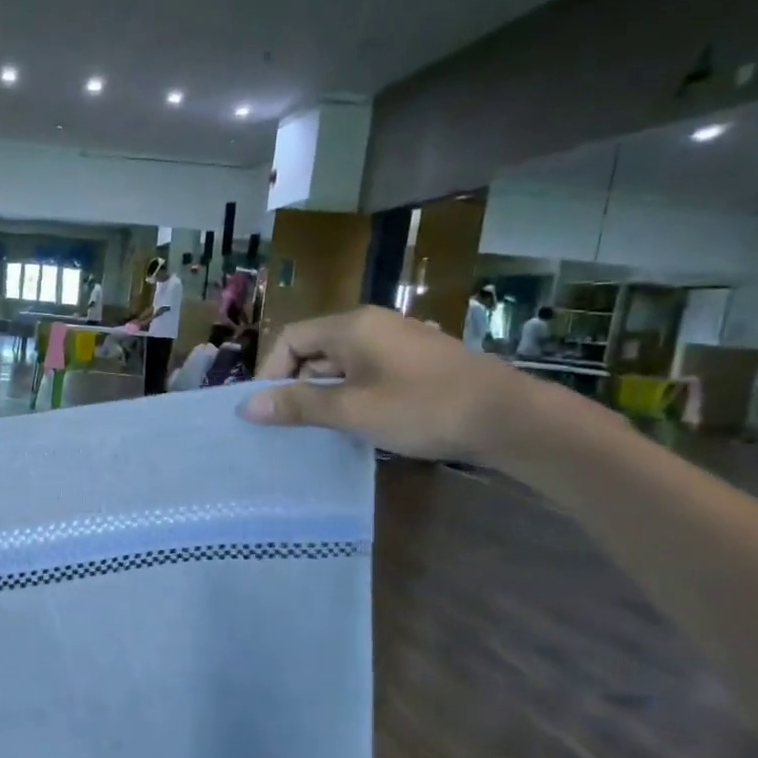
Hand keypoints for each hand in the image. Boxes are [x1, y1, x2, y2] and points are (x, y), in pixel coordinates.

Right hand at [244, 306, 578, 464]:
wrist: (510, 419)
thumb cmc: (423, 408)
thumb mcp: (353, 410)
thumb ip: (299, 406)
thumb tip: (247, 407)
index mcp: (352, 326)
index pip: (290, 339)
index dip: (270, 373)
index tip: (267, 410)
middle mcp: (372, 326)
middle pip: (313, 350)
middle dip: (295, 386)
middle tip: (288, 426)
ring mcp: (397, 343)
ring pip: (340, 365)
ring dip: (323, 395)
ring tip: (317, 431)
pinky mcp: (415, 364)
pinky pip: (365, 374)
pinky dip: (350, 396)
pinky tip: (355, 425)